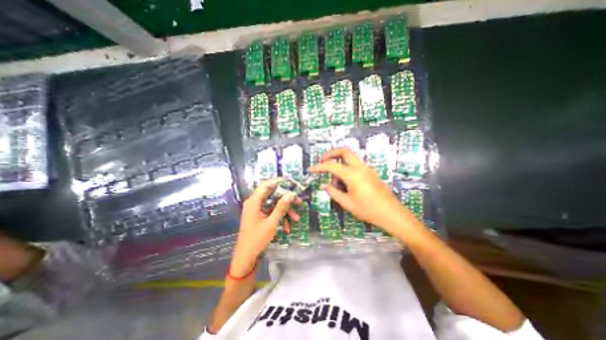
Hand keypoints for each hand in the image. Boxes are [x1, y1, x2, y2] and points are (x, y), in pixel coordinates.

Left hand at [231, 178, 298, 275]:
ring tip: (296, 218)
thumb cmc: (257, 239)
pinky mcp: (260, 215)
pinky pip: (272, 212)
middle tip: (299, 202)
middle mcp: (255, 203)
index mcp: (254, 201)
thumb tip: (291, 194)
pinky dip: (280, 217)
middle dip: (286, 199)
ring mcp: (257, 209)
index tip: (291, 182)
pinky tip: (287, 227)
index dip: (279, 181)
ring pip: (274, 204)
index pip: (266, 185)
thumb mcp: (272, 223)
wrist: (246, 257)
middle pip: (273, 194)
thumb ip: (281, 207)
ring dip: (285, 210)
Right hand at [309, 148, 421, 237]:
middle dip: (331, 153)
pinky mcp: (371, 173)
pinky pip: (356, 165)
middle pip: (344, 151)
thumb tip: (325, 186)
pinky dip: (347, 168)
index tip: (311, 169)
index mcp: (352, 174)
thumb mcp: (347, 203)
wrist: (392, 214)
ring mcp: (367, 169)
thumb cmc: (368, 210)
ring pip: (350, 158)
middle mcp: (360, 167)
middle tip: (322, 160)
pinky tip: (346, 182)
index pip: (331, 166)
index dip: (319, 167)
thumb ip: (334, 192)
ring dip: (340, 163)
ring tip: (335, 180)